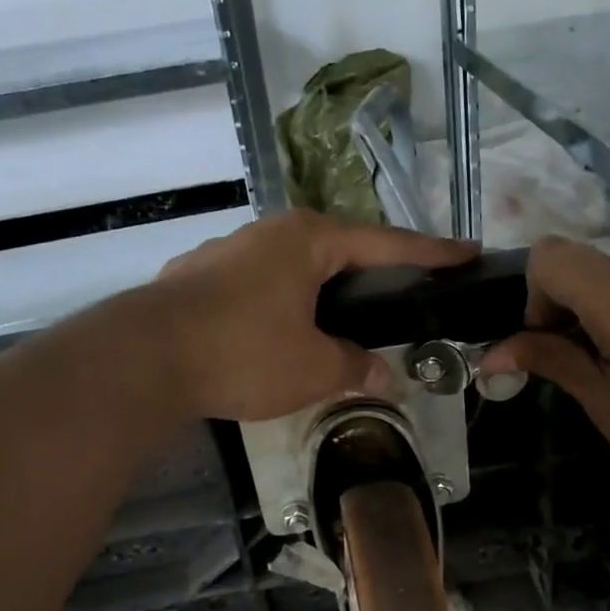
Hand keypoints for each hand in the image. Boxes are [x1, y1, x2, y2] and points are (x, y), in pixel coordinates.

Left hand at [147, 211, 477, 421]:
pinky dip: (284, 306)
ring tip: (345, 322)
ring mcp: (228, 252)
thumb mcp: (313, 368)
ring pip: (295, 270)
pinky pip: (261, 287)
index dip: (431, 253)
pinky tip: (284, 334)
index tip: (466, 252)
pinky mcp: (199, 279)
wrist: (144, 360)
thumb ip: (355, 367)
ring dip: (323, 294)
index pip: (386, 243)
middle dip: (373, 274)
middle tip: (405, 295)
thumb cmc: (243, 353)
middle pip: (338, 251)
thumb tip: (385, 377)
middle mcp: (269, 233)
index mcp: (308, 239)